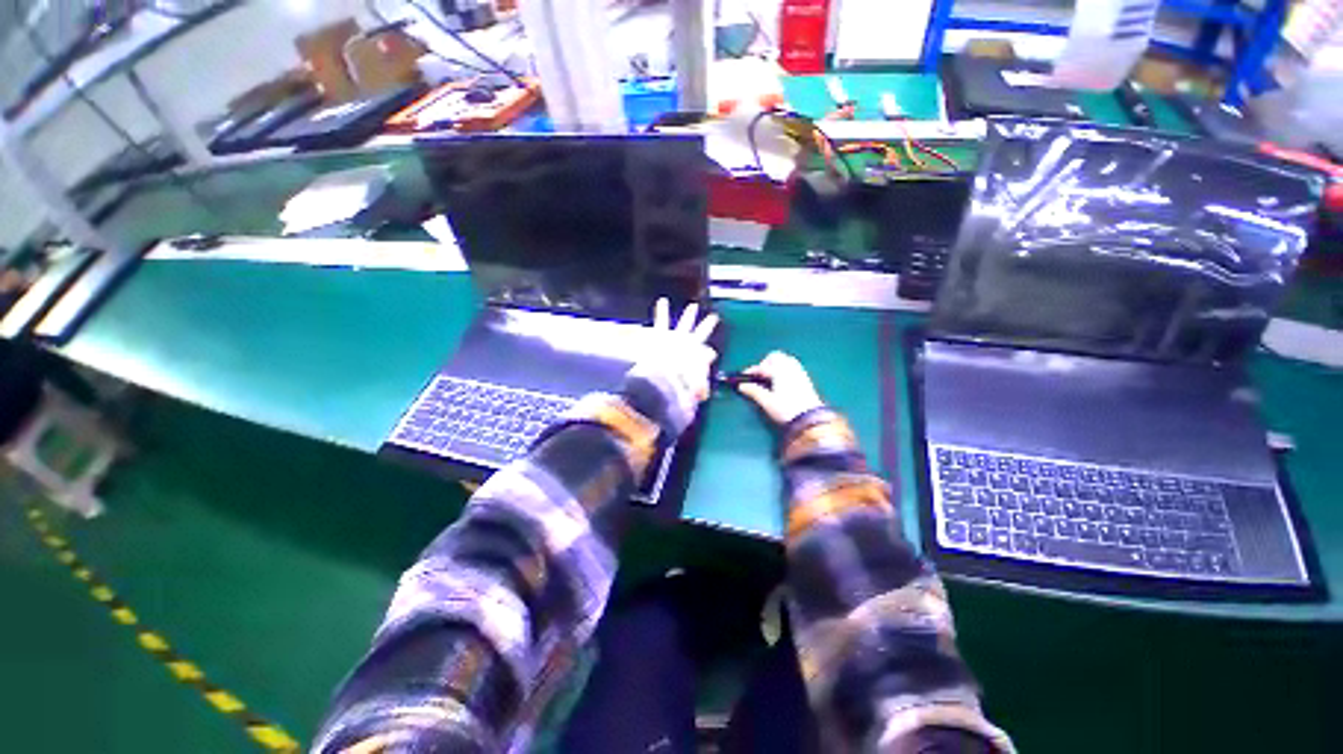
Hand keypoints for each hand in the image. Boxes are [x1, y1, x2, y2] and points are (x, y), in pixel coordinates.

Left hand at [624, 298, 719, 431]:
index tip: (711, 355)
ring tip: (692, 307)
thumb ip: (698, 390)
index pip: (707, 354)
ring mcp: (677, 337)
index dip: (708, 355)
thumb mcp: (693, 390)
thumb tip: (704, 396)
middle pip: (701, 333)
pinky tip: (662, 301)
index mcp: (697, 358)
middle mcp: (690, 345)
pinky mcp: (663, 334)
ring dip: (689, 315)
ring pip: (685, 323)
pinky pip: (662, 320)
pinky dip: (661, 311)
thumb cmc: (679, 383)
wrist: (664, 375)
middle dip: (706, 326)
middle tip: (713, 318)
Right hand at [737, 351, 823, 424]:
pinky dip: (783, 370)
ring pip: (785, 361)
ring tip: (769, 379)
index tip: (744, 377)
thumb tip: (742, 385)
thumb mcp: (767, 401)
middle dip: (765, 364)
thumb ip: (753, 391)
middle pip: (776, 357)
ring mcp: (800, 372)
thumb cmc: (786, 409)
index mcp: (780, 370)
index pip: (763, 366)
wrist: (810, 419)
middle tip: (759, 376)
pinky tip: (780, 383)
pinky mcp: (805, 379)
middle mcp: (790, 367)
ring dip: (775, 366)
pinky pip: (792, 367)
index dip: (752, 370)